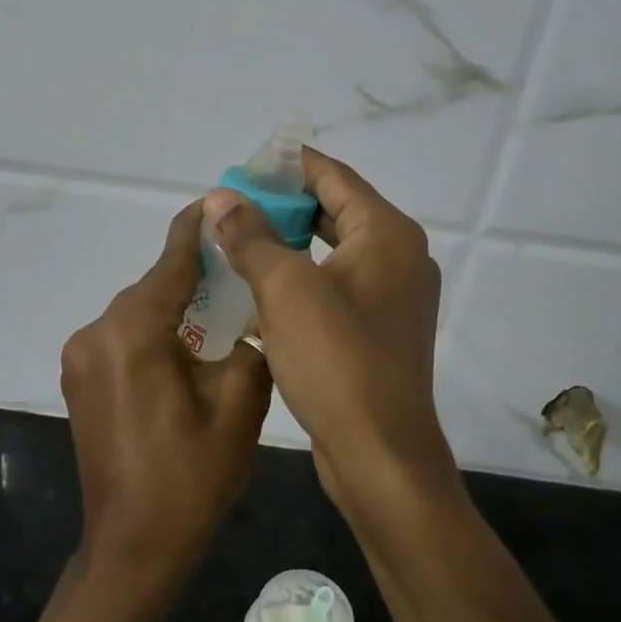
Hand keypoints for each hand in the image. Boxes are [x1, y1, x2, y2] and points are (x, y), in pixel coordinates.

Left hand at [60, 202, 273, 585]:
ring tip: (221, 313)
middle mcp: (96, 333)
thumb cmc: (190, 478)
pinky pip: (123, 339)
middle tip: (240, 270)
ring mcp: (80, 358)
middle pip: (153, 287)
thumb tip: (247, 320)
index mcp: (132, 332)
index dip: (197, 229)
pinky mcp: (79, 380)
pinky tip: (187, 350)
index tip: (219, 202)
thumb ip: (248, 344)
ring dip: (175, 309)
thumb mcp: (241, 405)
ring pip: (138, 314)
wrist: (133, 548)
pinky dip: (155, 334)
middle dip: (194, 276)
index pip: (170, 262)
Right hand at [202, 149, 461, 520]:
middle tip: (231, 205)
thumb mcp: (285, 289)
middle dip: (282, 206)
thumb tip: (221, 198)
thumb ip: (252, 236)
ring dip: (288, 244)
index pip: (333, 176)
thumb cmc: (337, 360)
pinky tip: (261, 288)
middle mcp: (398, 257)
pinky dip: (302, 279)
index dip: (286, 166)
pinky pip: (336, 286)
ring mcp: (392, 296)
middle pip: (335, 210)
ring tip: (238, 240)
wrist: (380, 455)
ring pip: (333, 251)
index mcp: (387, 234)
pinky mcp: (379, 330)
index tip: (242, 166)